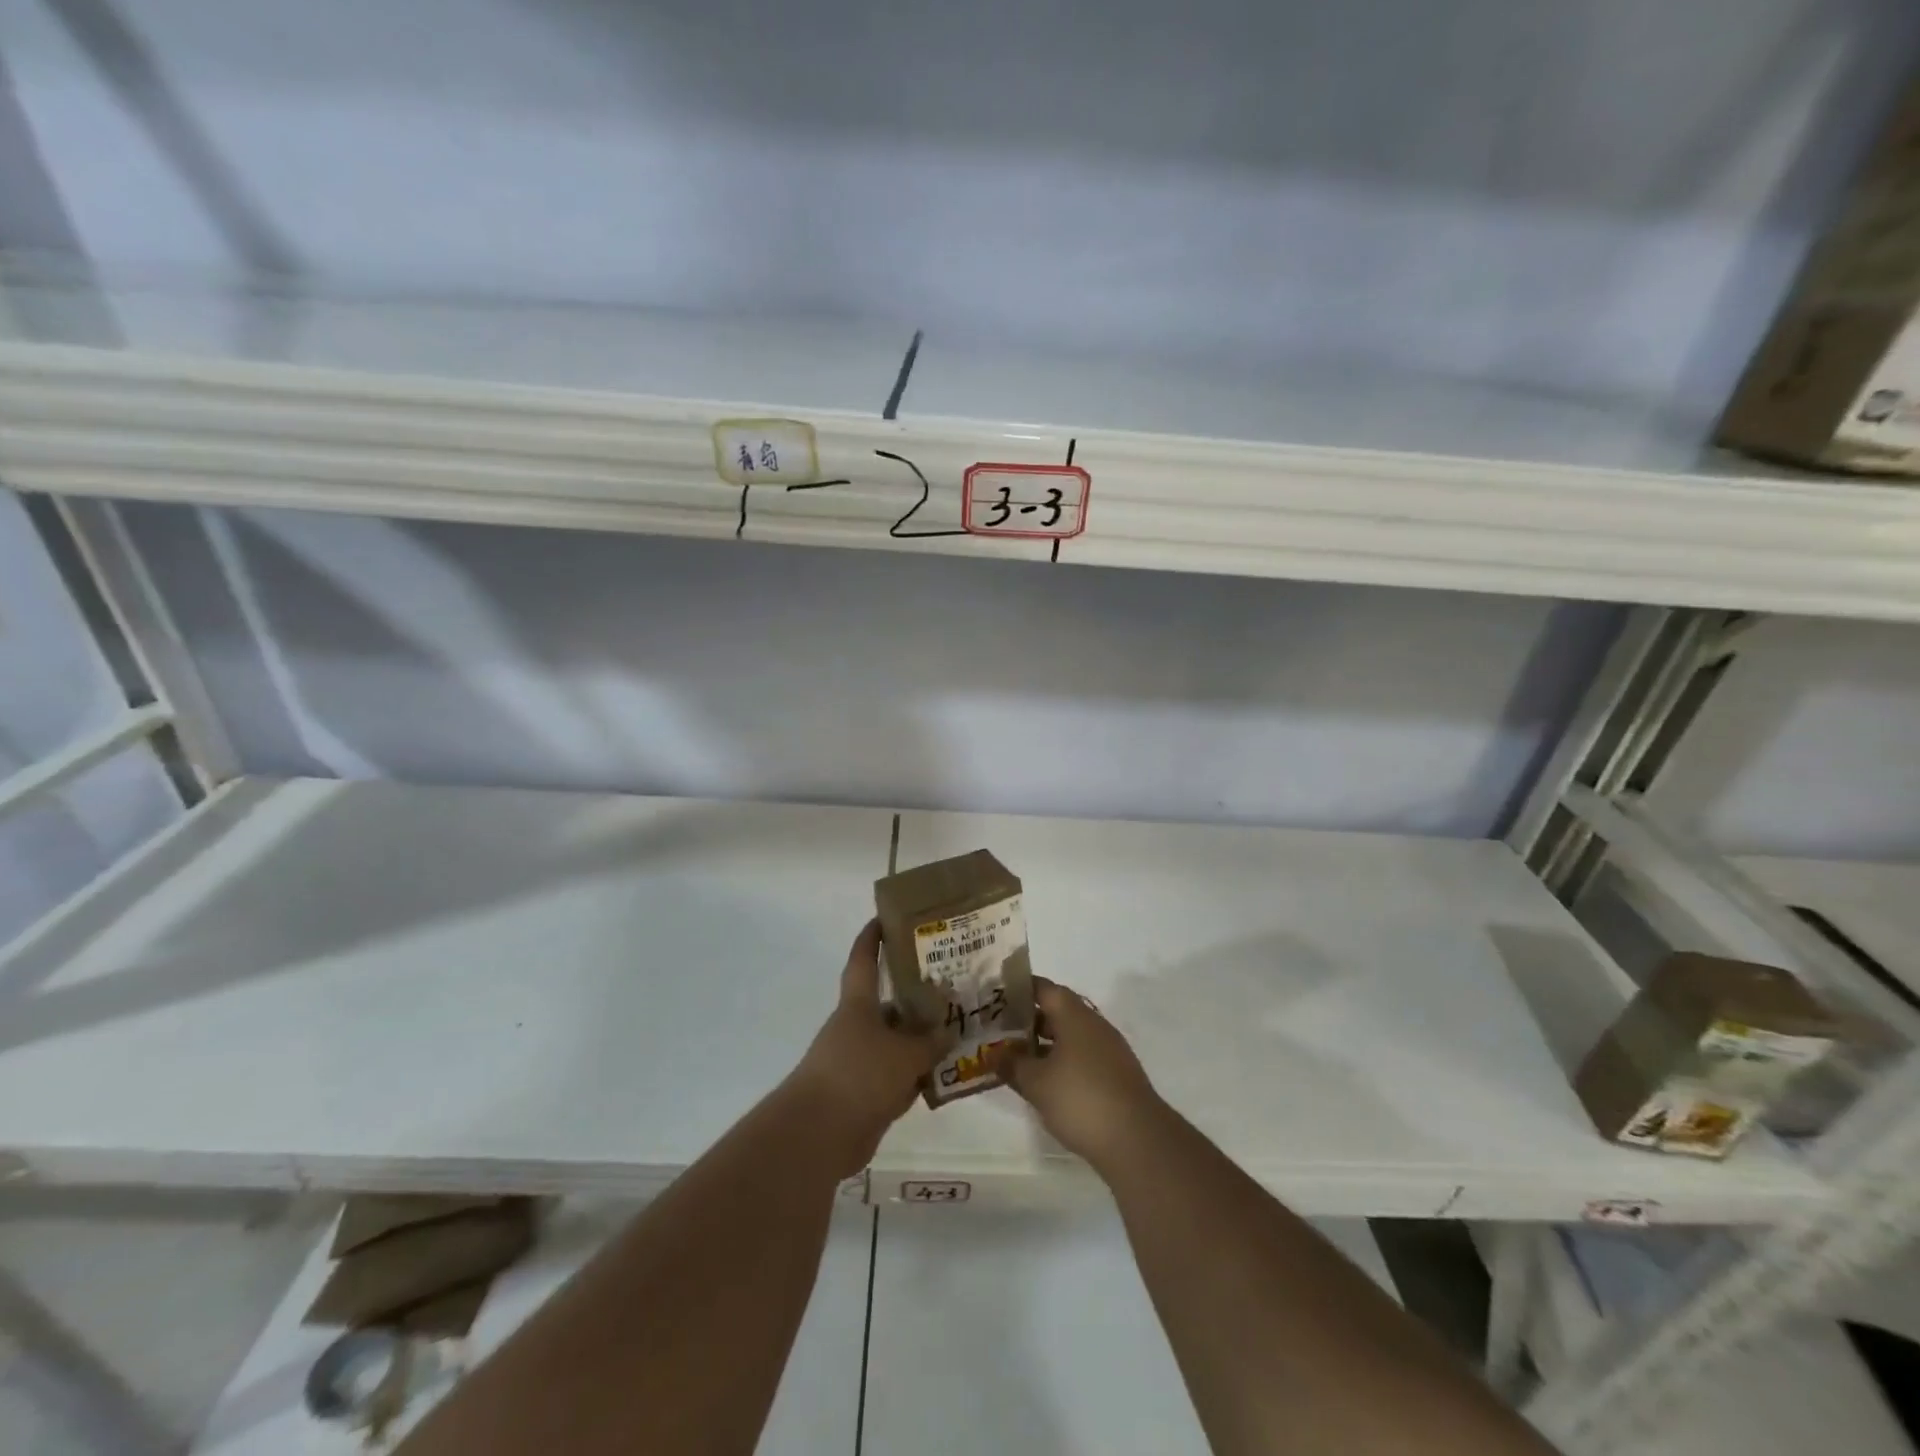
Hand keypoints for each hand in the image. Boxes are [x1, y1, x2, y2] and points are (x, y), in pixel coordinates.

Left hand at [787, 920, 942, 1175]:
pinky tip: (944, 1075)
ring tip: (957, 1031)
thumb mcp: (904, 1054)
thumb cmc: (859, 1075)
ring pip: (895, 1042)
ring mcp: (858, 1062)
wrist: (819, 1135)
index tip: (885, 917)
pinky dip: (916, 1075)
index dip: (872, 937)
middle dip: (914, 995)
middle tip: (950, 985)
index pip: (863, 960)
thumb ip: (930, 1041)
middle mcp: (855, 1027)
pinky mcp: (863, 1095)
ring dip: (919, 1039)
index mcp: (857, 1005)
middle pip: (887, 1003)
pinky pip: (896, 1076)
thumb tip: (949, 1030)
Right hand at [1004, 977, 1162, 1172]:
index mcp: (1074, 1016)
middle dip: (1030, 1020)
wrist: (1137, 1139)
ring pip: (1071, 1037)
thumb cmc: (1080, 1098)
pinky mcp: (1116, 1075)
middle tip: (1002, 1030)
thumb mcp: (1036, 1083)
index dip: (1021, 989)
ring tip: (1019, 1059)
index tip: (998, 996)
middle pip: (1058, 1011)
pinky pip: (1083, 1057)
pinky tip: (1047, 1084)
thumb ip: (1012, 1064)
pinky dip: (1062, 1062)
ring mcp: (1109, 1050)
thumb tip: (993, 1053)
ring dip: (1046, 1044)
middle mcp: (1094, 1025)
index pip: (1045, 988)